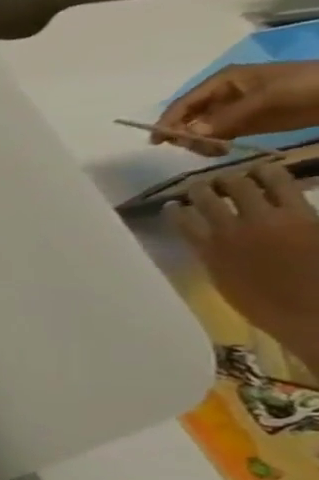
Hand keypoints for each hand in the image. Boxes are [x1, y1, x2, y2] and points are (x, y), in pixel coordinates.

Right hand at [154, 61, 318, 155]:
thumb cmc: (305, 86)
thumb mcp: (266, 99)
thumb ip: (226, 118)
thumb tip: (188, 135)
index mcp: (222, 82)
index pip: (183, 104)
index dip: (167, 121)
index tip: (157, 142)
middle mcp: (221, 96)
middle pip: (188, 118)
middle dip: (186, 134)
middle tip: (198, 147)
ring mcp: (233, 110)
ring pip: (200, 129)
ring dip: (201, 141)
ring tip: (216, 151)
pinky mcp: (245, 122)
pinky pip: (218, 135)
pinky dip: (214, 144)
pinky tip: (223, 150)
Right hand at [171, 163, 318, 366]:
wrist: (310, 309)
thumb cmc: (266, 304)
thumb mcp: (226, 282)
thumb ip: (216, 259)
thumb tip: (210, 245)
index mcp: (208, 250)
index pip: (182, 221)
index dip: (176, 210)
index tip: (173, 204)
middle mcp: (229, 231)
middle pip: (210, 198)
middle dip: (207, 187)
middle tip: (209, 182)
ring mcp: (265, 221)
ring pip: (243, 186)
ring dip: (237, 177)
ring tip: (239, 172)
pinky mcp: (301, 216)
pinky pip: (283, 187)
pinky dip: (273, 176)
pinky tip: (268, 170)